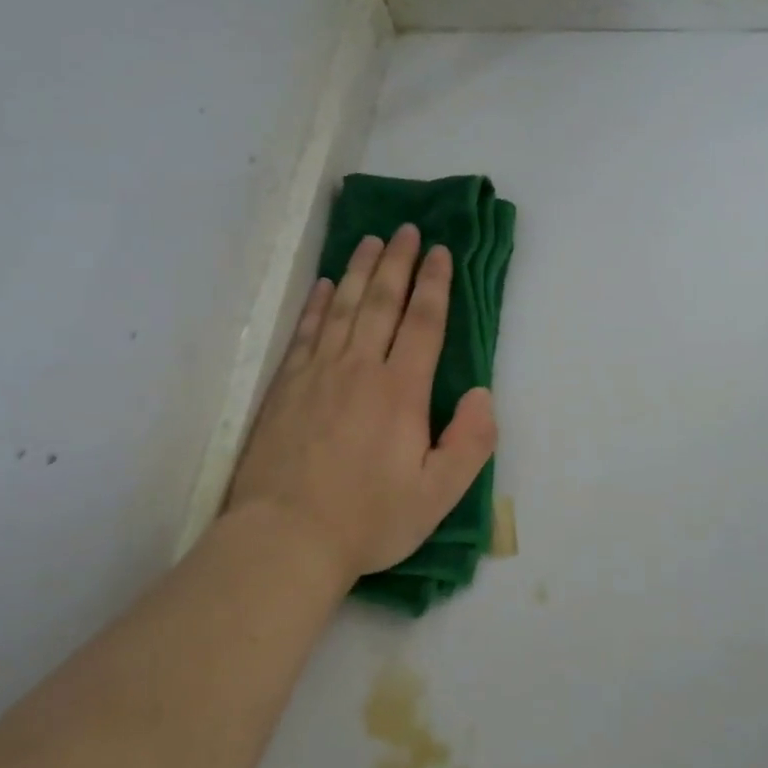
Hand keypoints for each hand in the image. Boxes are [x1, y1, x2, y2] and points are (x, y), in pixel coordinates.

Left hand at [226, 225, 497, 585]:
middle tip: (407, 230)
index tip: (441, 252)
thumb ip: (470, 443)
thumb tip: (482, 394)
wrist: (285, 538)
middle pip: (381, 302)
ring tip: (371, 241)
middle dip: (398, 262)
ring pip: (341, 306)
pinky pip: (305, 331)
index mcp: (401, 391)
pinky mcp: (285, 385)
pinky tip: (322, 285)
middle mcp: (359, 368)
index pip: (423, 322)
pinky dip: (315, 303)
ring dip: (358, 270)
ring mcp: (317, 372)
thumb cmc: (368, 519)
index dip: (434, 284)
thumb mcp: (437, 495)